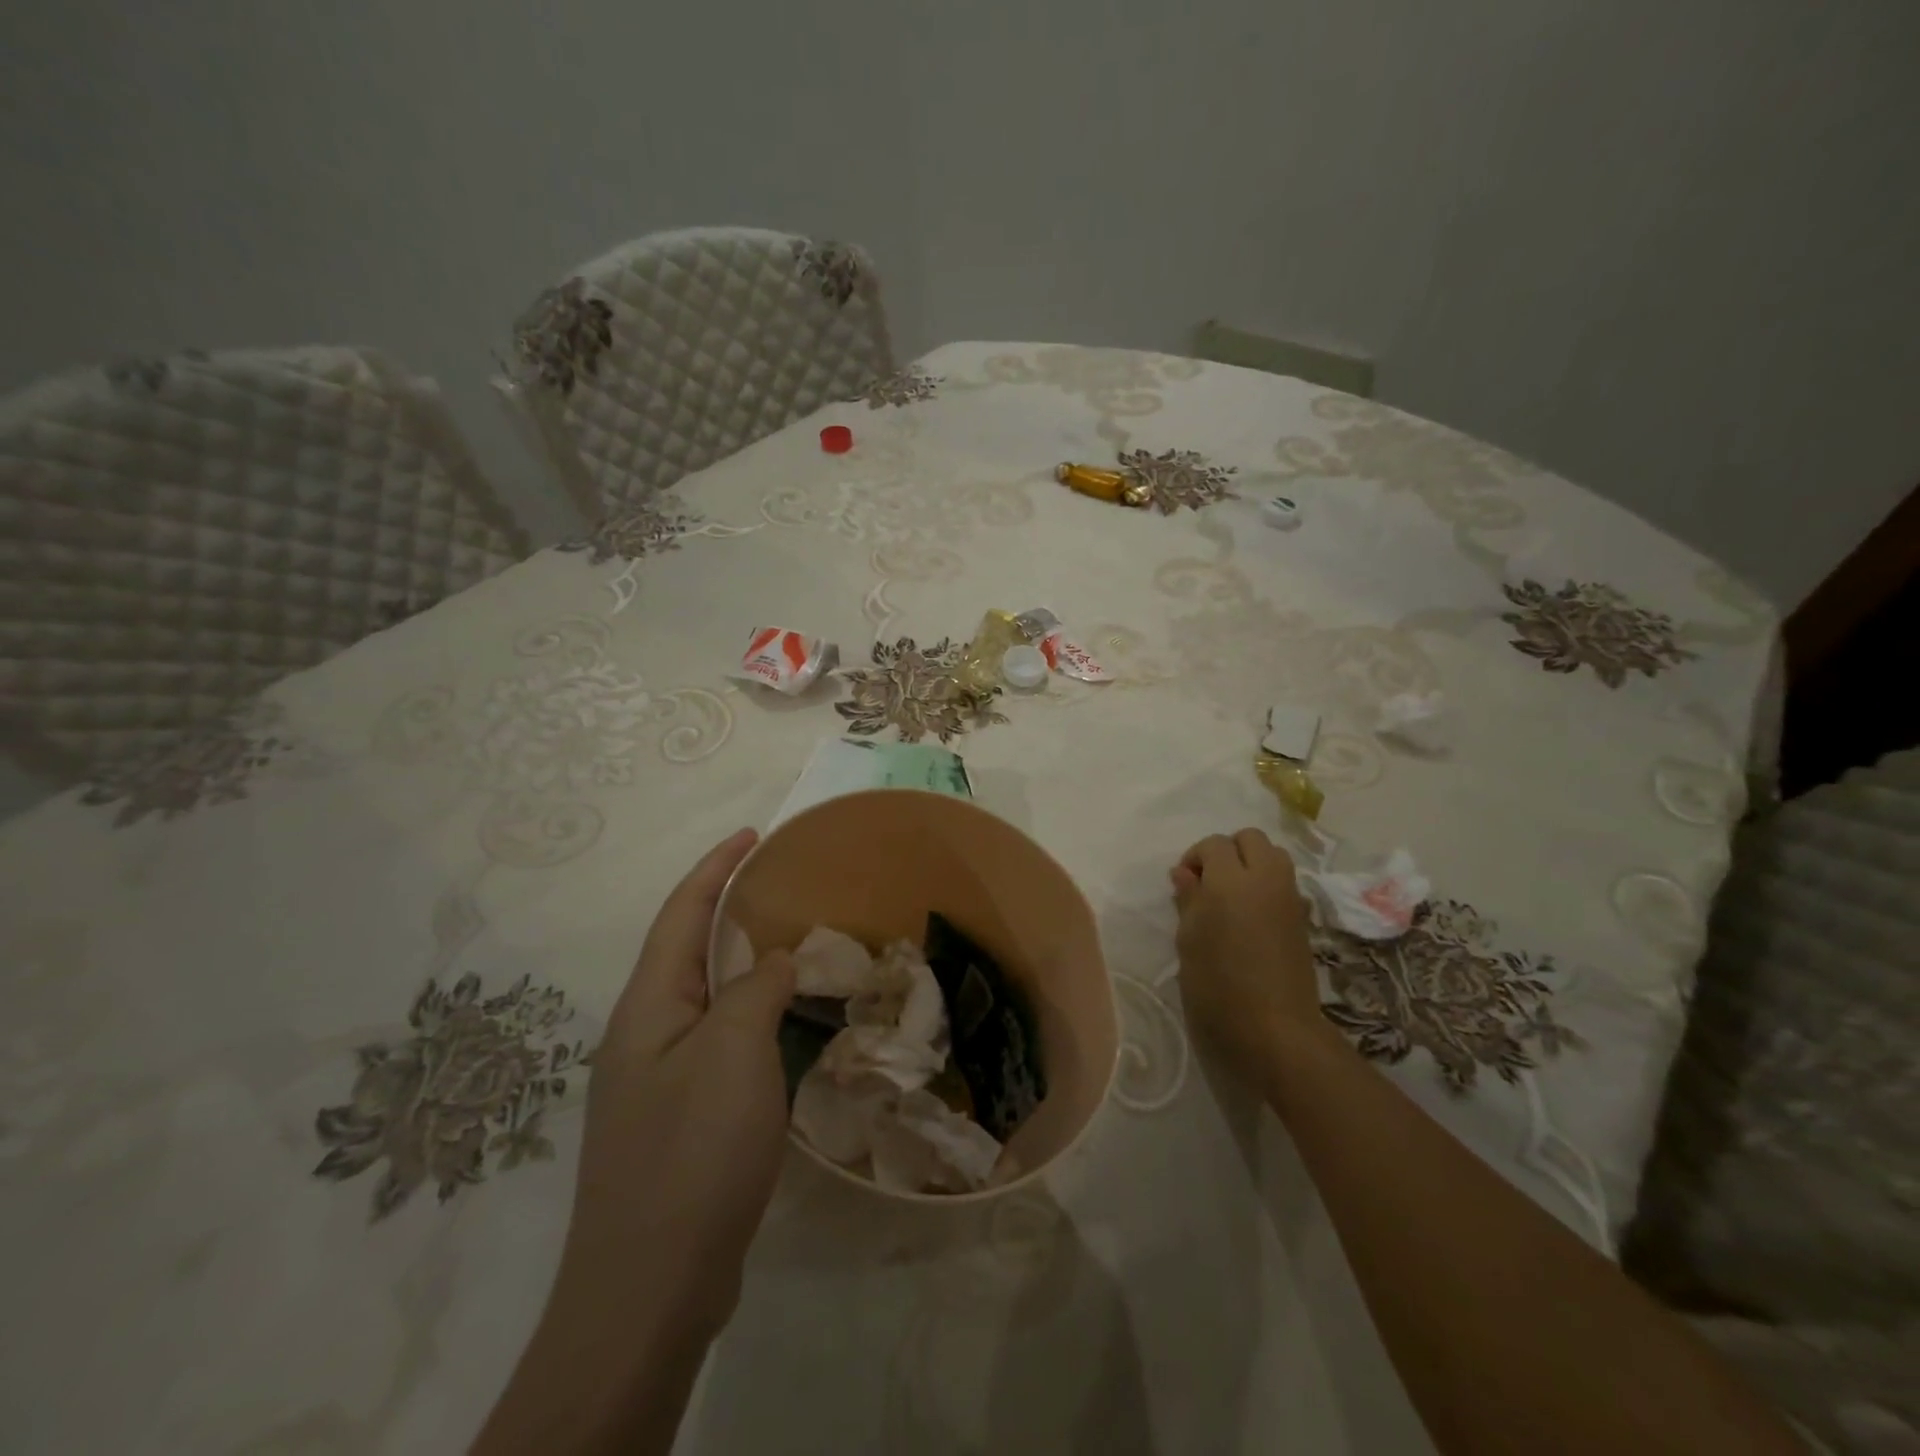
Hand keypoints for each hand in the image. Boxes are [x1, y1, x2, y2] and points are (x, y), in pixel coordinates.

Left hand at [557, 827, 796, 1338]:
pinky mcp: (681, 1118)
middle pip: (689, 952)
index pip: (681, 915)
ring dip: (743, 965)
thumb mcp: (732, 1053)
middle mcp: (645, 1034)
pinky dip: (752, 1015)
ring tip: (791, 946)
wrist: (649, 1291)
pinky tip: (783, 1025)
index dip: (715, 869)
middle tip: (783, 889)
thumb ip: (755, 990)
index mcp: (647, 1006)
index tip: (752, 836)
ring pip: (707, 999)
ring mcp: (659, 1080)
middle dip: (729, 911)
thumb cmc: (692, 1153)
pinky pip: (720, 1041)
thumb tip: (772, 959)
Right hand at [1169, 828, 1332, 1086]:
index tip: (1184, 884)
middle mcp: (1265, 879)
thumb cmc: (1217, 984)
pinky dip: (1266, 885)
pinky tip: (1249, 916)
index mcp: (1231, 880)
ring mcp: (1290, 897)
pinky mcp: (1303, 918)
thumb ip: (1188, 899)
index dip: (1195, 857)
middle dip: (1227, 850)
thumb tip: (1185, 873)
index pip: (1214, 844)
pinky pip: (1283, 882)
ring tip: (1230, 896)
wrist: (1274, 1029)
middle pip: (1251, 838)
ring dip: (1251, 864)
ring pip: (1273, 855)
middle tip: (1209, 882)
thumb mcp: (1189, 940)